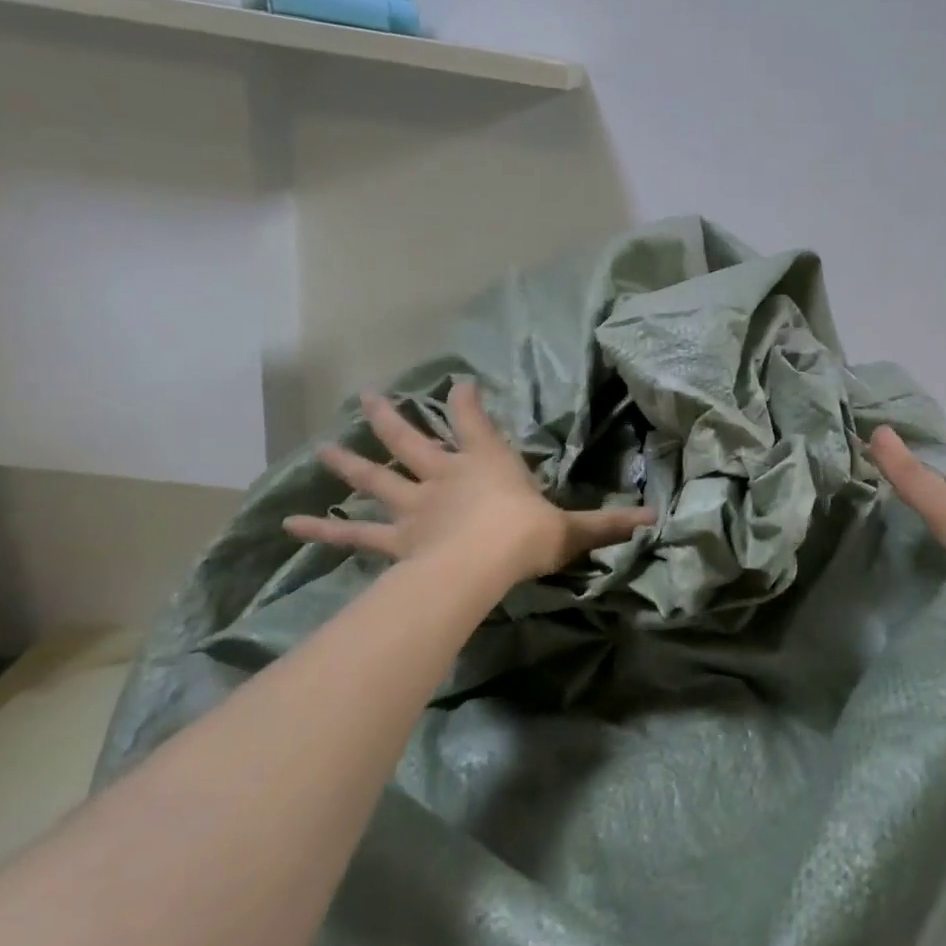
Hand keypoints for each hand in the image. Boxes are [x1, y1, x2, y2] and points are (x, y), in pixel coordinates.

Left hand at [285, 382, 655, 581]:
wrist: (483, 563)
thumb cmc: (526, 536)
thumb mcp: (571, 530)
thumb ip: (607, 524)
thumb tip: (655, 518)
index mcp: (486, 463)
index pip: (473, 420)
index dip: (465, 400)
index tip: (458, 382)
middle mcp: (444, 475)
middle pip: (411, 440)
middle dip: (390, 418)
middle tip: (366, 395)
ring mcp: (413, 505)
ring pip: (376, 478)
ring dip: (349, 462)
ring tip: (321, 446)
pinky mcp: (393, 537)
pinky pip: (354, 532)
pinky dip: (323, 526)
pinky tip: (290, 522)